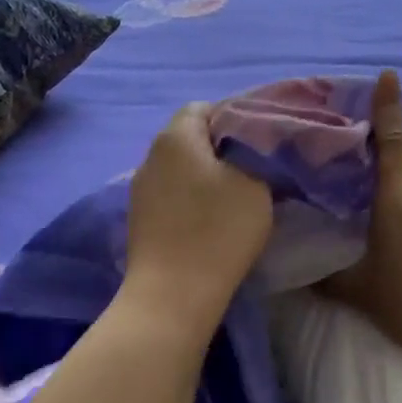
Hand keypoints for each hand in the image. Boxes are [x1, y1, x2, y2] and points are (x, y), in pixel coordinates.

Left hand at [124, 102, 272, 331]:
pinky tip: (210, 221)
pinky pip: (171, 196)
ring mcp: (140, 189)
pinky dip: (192, 200)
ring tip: (235, 198)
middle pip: (190, 138)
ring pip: (179, 169)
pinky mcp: (140, 220)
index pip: (205, 108)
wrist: (173, 294)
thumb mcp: (256, 185)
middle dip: (221, 149)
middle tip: (255, 170)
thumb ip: (255, 155)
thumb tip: (250, 148)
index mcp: (176, 136)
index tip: (261, 142)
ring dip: (205, 177)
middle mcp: (150, 156)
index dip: (235, 118)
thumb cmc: (219, 231)